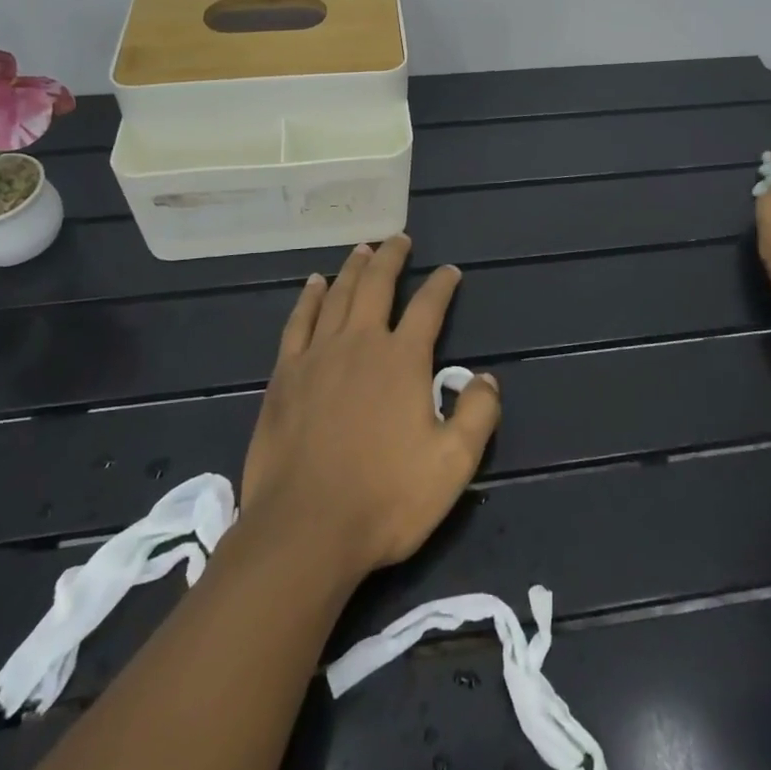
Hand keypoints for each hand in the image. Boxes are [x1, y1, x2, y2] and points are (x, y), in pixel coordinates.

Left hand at [238, 235, 501, 584]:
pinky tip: (314, 284)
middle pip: (377, 285)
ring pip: (338, 295)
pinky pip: (299, 322)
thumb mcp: (452, 465)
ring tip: (362, 249)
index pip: (429, 307)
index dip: (442, 285)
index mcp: (403, 360)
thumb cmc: (385, 499)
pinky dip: (309, 298)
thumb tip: (485, 377)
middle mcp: (361, 343)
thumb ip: (477, 415)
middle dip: (391, 258)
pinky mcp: (285, 375)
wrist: (304, 530)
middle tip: (399, 239)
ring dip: (353, 268)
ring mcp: (318, 355)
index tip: (449, 271)